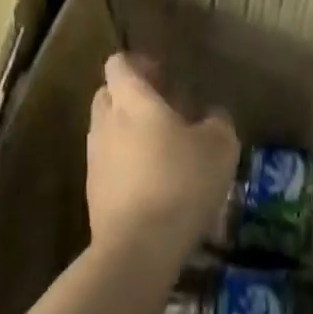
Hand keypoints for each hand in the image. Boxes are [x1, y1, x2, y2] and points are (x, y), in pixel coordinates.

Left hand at [87, 52, 238, 257]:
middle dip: (130, 97)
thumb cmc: (181, 182)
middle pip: (107, 95)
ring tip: (160, 150)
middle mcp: (106, 122)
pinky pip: (107, 165)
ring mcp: (95, 159)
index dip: (138, 64)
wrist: (137, 249)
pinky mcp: (93, 194)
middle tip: (163, 110)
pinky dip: (125, 165)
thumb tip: (212, 116)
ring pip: (106, 131)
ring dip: (127, 132)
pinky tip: (152, 184)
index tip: (163, 76)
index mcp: (132, 100)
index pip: (119, 64)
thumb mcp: (219, 147)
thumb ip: (217, 122)